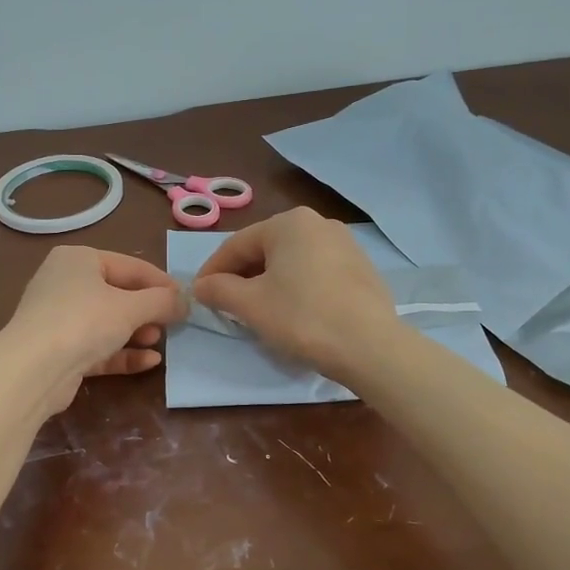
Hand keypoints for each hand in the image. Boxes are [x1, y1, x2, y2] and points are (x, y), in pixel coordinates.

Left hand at [2, 246, 187, 412]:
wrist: (33, 370)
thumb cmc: (83, 321)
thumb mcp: (130, 307)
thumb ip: (162, 301)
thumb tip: (186, 301)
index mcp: (78, 260)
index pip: (129, 266)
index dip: (161, 282)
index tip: (186, 299)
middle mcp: (65, 283)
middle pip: (118, 294)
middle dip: (148, 310)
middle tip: (173, 323)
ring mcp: (59, 319)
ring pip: (107, 323)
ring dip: (137, 332)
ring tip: (160, 341)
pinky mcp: (59, 351)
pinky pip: (98, 347)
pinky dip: (122, 353)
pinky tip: (149, 362)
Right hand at [193, 208, 399, 379]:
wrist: (370, 346)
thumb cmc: (302, 317)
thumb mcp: (250, 305)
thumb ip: (219, 290)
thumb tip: (200, 286)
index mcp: (289, 223)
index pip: (237, 244)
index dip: (213, 271)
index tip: (199, 294)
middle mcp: (319, 223)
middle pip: (266, 249)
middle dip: (242, 276)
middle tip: (226, 304)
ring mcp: (346, 245)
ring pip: (292, 261)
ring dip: (269, 282)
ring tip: (258, 310)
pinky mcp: (362, 269)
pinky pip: (316, 273)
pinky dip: (297, 287)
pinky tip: (294, 312)